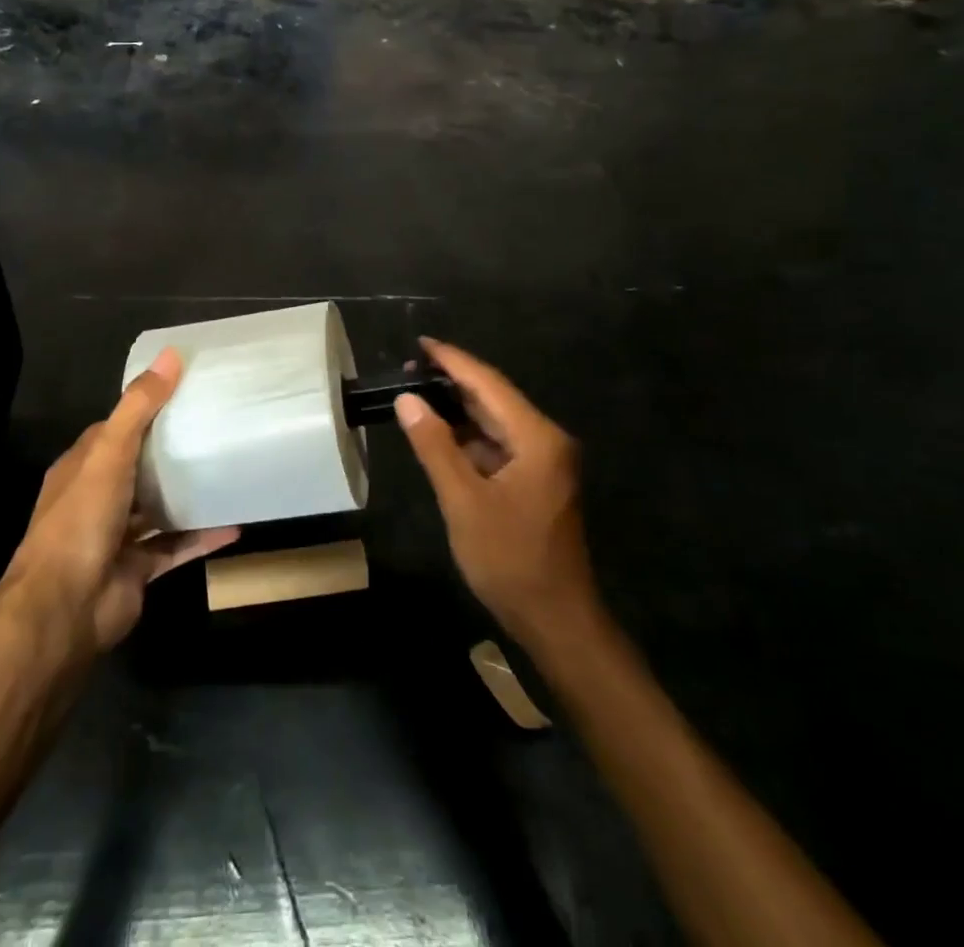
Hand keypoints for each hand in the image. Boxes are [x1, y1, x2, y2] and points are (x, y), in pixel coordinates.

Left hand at [0, 348, 238, 655]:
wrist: (64, 610)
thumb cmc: (81, 520)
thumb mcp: (110, 453)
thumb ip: (139, 407)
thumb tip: (171, 354)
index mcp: (82, 467)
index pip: (116, 429)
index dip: (146, 409)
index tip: (185, 392)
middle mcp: (97, 497)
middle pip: (139, 467)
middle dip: (170, 451)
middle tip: (217, 428)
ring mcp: (117, 536)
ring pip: (157, 508)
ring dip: (186, 494)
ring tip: (227, 471)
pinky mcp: (138, 569)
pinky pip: (175, 547)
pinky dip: (201, 537)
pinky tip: (235, 524)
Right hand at [395, 338, 597, 648]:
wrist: (556, 620)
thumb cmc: (510, 560)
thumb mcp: (464, 501)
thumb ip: (435, 446)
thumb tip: (408, 399)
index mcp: (537, 438)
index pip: (488, 384)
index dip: (453, 361)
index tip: (421, 343)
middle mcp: (545, 440)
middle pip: (494, 398)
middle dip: (453, 382)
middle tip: (409, 368)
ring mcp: (543, 462)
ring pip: (495, 422)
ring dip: (459, 410)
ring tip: (417, 395)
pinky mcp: (536, 482)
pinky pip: (499, 446)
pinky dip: (469, 438)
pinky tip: (440, 434)